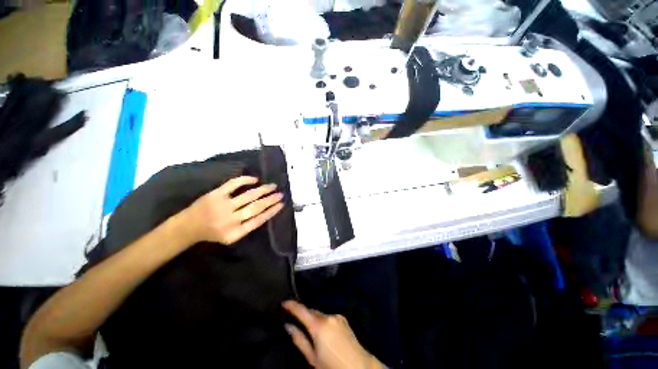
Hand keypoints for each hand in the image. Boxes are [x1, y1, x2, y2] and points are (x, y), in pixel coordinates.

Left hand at [183, 176, 283, 244]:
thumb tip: (266, 211)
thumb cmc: (213, 233)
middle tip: (280, 194)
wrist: (188, 227)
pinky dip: (245, 180)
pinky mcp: (215, 194)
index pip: (259, 220)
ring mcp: (223, 206)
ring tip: (273, 186)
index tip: (282, 204)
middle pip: (256, 207)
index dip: (272, 211)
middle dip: (271, 199)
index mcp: (236, 233)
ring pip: (249, 196)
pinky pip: (233, 184)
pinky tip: (255, 179)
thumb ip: (248, 226)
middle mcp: (230, 220)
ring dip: (263, 190)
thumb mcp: (231, 236)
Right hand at [283, 301, 384, 368]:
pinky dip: (323, 321)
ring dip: (314, 319)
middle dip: (304, 314)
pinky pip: (328, 317)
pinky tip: (323, 332)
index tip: (283, 302)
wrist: (359, 366)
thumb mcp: (312, 357)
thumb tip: (287, 326)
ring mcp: (337, 316)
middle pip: (312, 311)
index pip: (302, 310)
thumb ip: (299, 340)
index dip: (291, 305)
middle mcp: (328, 316)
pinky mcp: (343, 319)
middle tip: (295, 320)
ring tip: (310, 330)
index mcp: (319, 325)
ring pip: (320, 314)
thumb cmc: (332, 366)